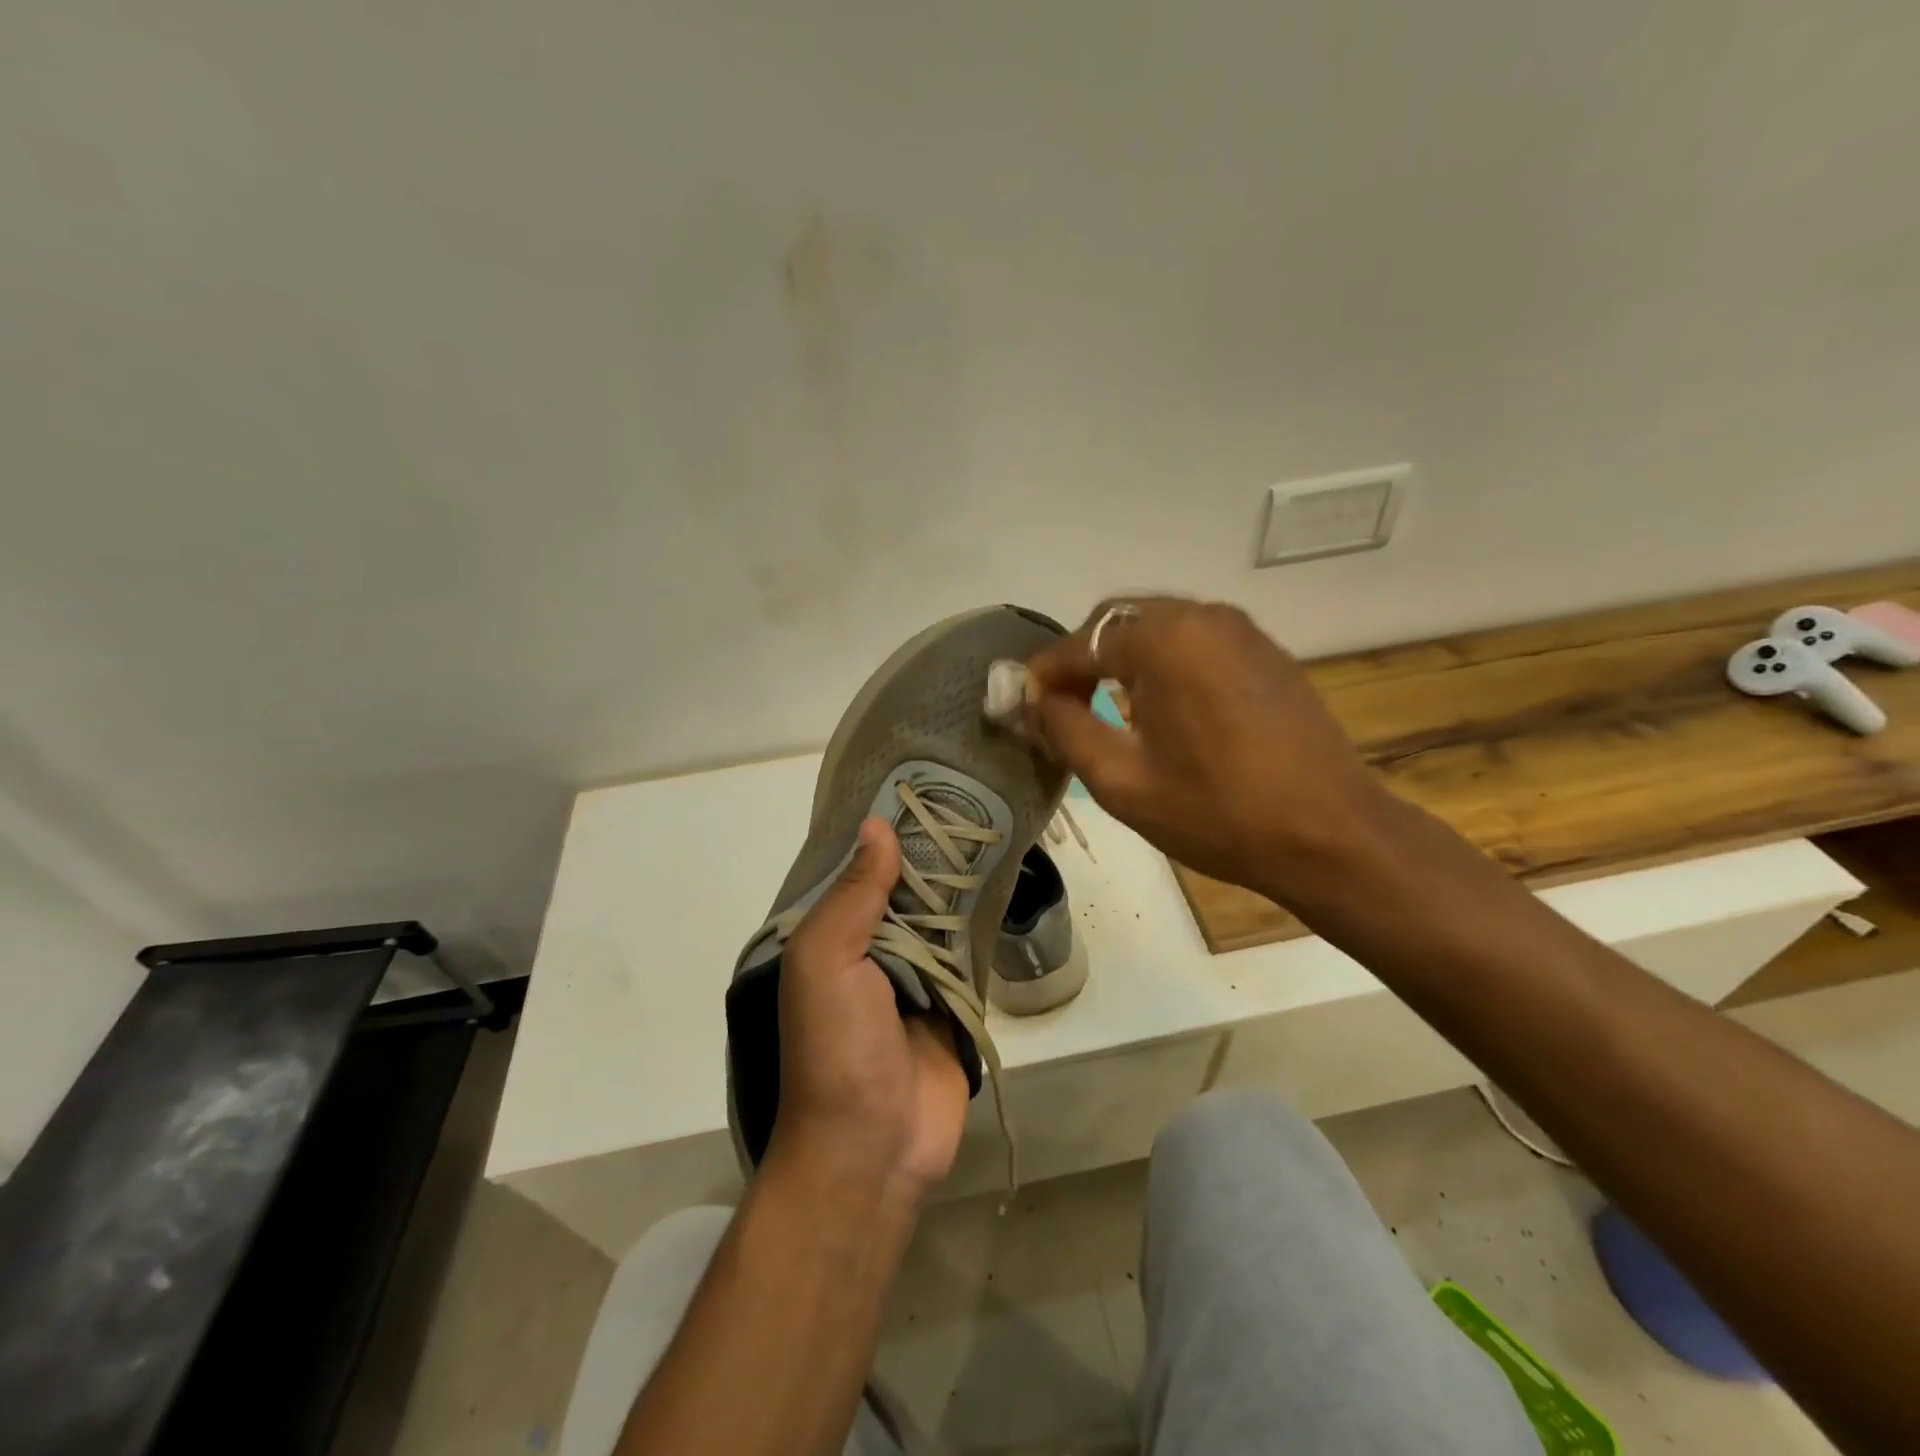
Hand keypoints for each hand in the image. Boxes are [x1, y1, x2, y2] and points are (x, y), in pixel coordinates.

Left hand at [767, 817, 969, 1204]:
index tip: (924, 786)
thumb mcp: (826, 962)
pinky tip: (1005, 883)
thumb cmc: (837, 1048)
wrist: (873, 1149)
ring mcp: (913, 976)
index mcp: (830, 936)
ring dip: (961, 884)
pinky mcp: (951, 1001)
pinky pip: (967, 952)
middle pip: (903, 888)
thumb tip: (876, 824)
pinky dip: (982, 924)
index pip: (859, 869)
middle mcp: (869, 949)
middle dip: (932, 852)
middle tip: (974, 799)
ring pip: (939, 916)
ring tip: (994, 826)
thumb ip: (853, 895)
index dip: (887, 831)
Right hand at [1023, 597, 1394, 904]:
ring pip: (1157, 625)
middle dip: (1082, 658)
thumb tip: (1036, 698)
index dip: (1044, 673)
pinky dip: (1162, 660)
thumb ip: (1066, 728)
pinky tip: (1159, 704)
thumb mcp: (1122, 781)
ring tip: (1104, 705)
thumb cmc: (1218, 813)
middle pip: (1118, 620)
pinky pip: (1195, 639)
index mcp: (1165, 640)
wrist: (1332, 836)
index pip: (1081, 642)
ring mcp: (1241, 630)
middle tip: (1061, 705)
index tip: (1021, 704)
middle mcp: (1203, 616)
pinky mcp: (1265, 651)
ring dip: (1121, 657)